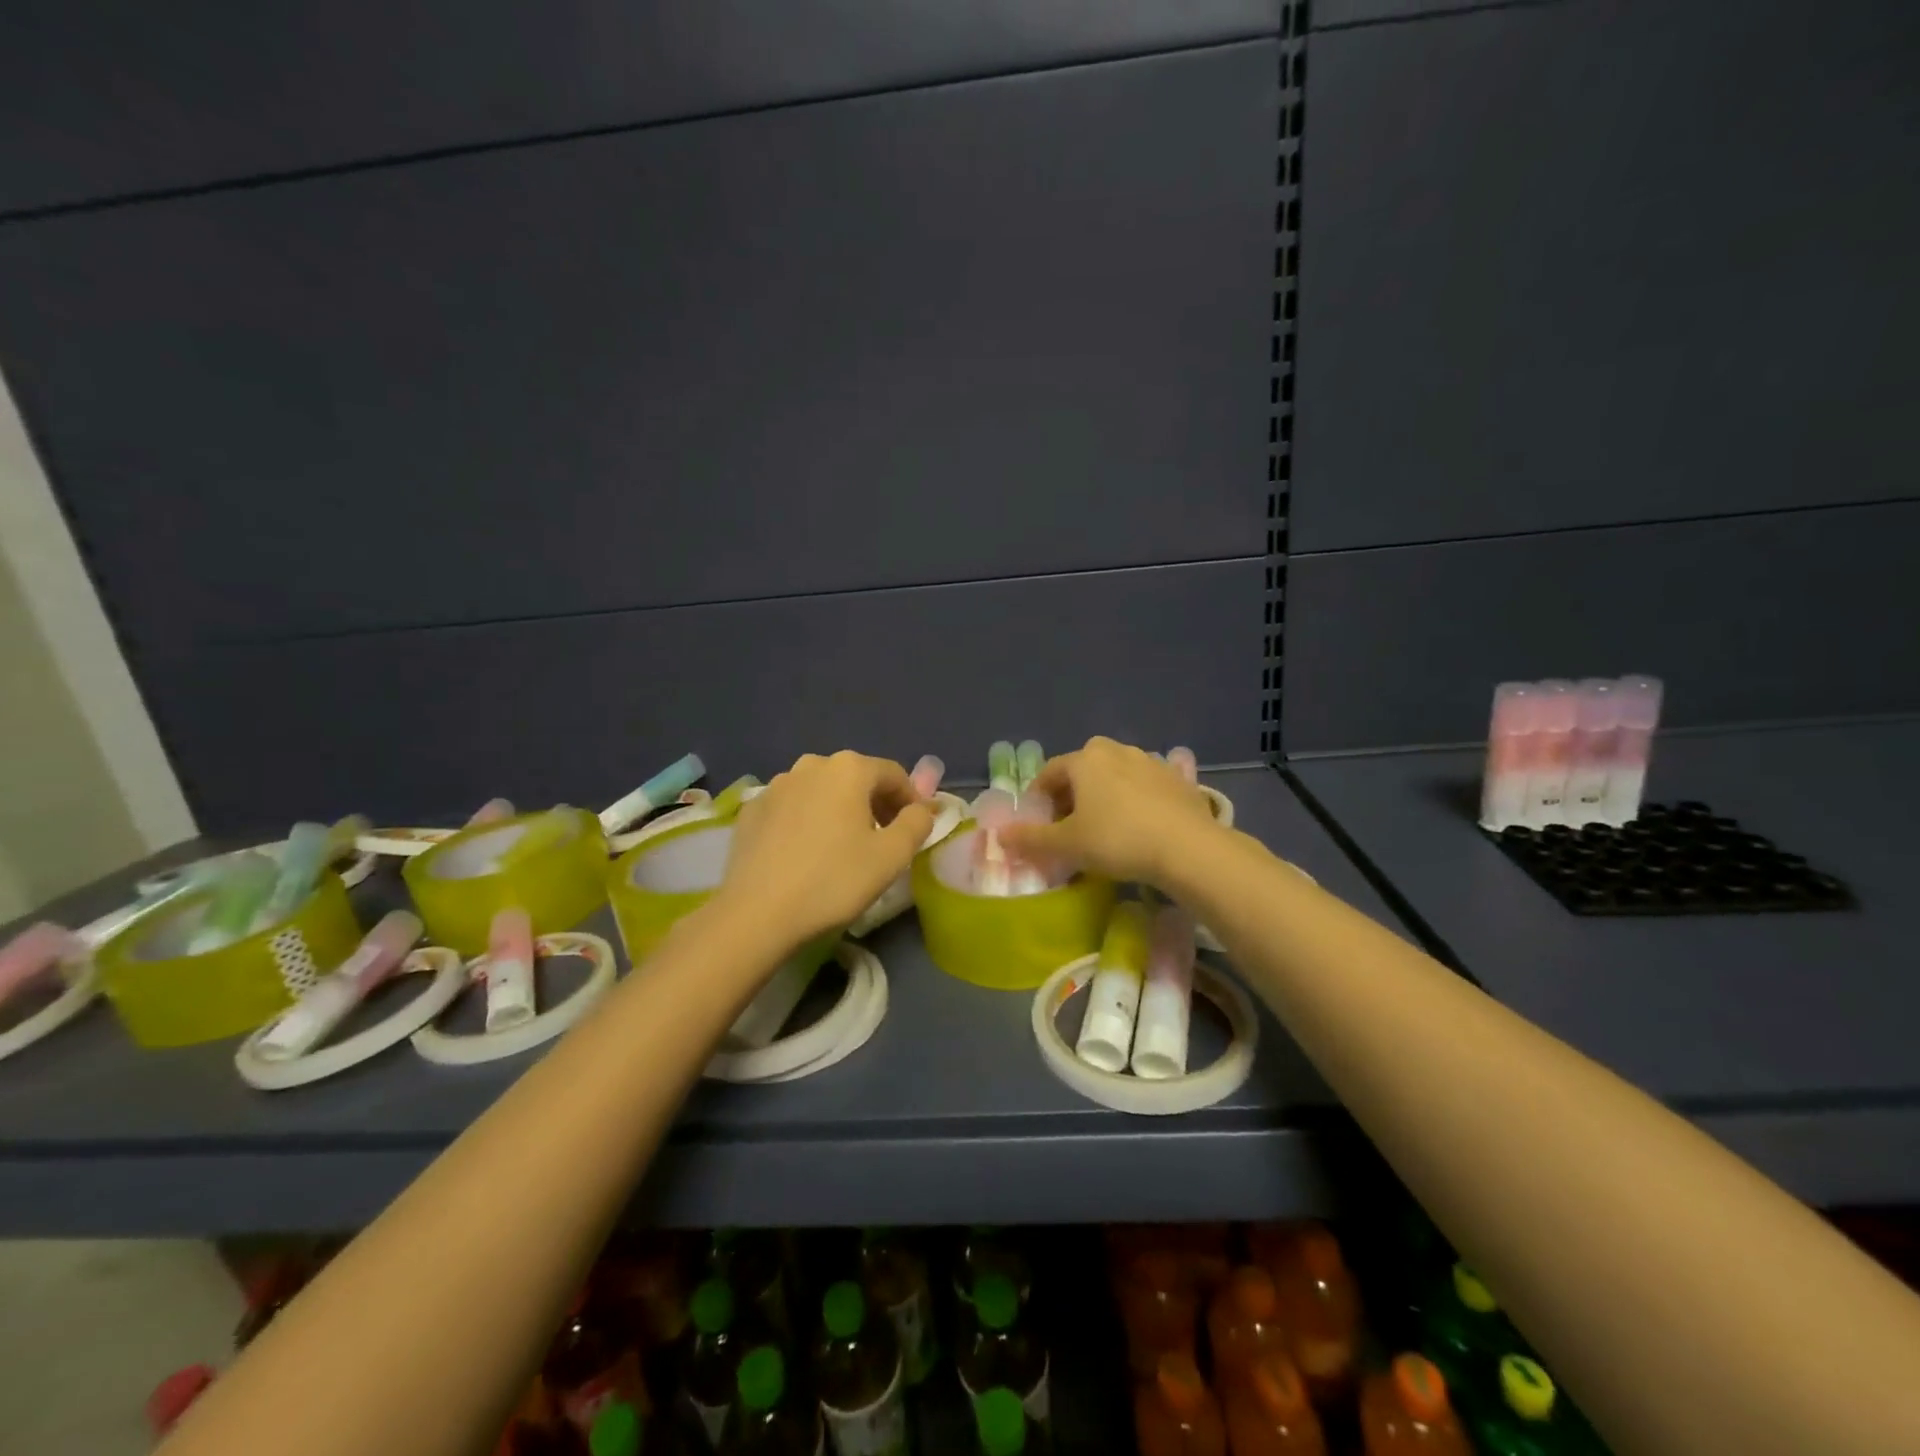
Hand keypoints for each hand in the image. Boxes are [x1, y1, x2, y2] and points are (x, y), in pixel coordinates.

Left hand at [714, 751, 934, 948]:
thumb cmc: (834, 880)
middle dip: (875, 804)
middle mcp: (811, 765)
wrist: (757, 914)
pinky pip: (792, 808)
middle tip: (883, 840)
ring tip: (843, 848)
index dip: (911, 801)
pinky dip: (807, 821)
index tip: (914, 830)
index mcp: (849, 768)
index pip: (894, 774)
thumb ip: (917, 823)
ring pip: (822, 791)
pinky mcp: (751, 810)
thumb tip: (921, 809)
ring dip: (840, 811)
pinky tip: (806, 854)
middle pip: (856, 779)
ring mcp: (776, 785)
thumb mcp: (892, 856)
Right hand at [999, 736, 1218, 886]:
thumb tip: (1000, 836)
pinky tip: (1139, 828)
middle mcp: (1116, 750)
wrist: (1188, 848)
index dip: (1040, 799)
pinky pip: (1144, 787)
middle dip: (1072, 795)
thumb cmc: (1117, 840)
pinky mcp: (1178, 779)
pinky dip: (1134, 802)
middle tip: (1070, 827)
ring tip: (1105, 829)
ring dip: (1104, 797)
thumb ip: (1030, 839)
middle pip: (1083, 770)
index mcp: (1085, 758)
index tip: (1039, 825)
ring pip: (1115, 777)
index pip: (1050, 773)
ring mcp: (1151, 761)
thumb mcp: (1067, 845)